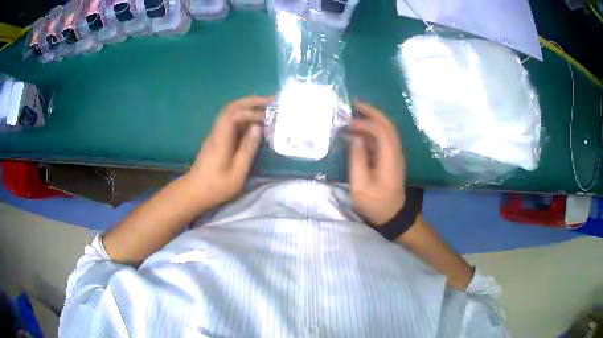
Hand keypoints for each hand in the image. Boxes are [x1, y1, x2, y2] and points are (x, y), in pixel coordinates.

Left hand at [187, 96, 270, 208]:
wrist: (194, 192)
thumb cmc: (216, 186)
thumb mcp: (237, 173)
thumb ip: (248, 150)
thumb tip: (258, 128)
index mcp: (221, 139)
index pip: (233, 115)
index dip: (251, 112)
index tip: (266, 119)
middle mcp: (217, 132)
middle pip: (231, 108)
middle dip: (251, 101)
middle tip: (271, 101)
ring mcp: (215, 134)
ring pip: (230, 112)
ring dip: (248, 106)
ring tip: (266, 108)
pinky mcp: (217, 138)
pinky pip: (230, 120)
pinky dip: (244, 116)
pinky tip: (254, 121)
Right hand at [349, 101, 406, 225]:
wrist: (392, 215)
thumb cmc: (375, 204)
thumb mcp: (361, 187)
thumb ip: (357, 161)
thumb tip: (354, 139)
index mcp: (390, 159)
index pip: (382, 132)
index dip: (366, 123)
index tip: (349, 122)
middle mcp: (396, 153)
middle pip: (388, 126)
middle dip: (372, 112)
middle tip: (355, 104)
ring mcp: (395, 155)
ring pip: (387, 130)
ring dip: (372, 120)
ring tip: (355, 115)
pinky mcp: (391, 159)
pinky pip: (383, 139)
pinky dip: (372, 131)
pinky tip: (360, 132)